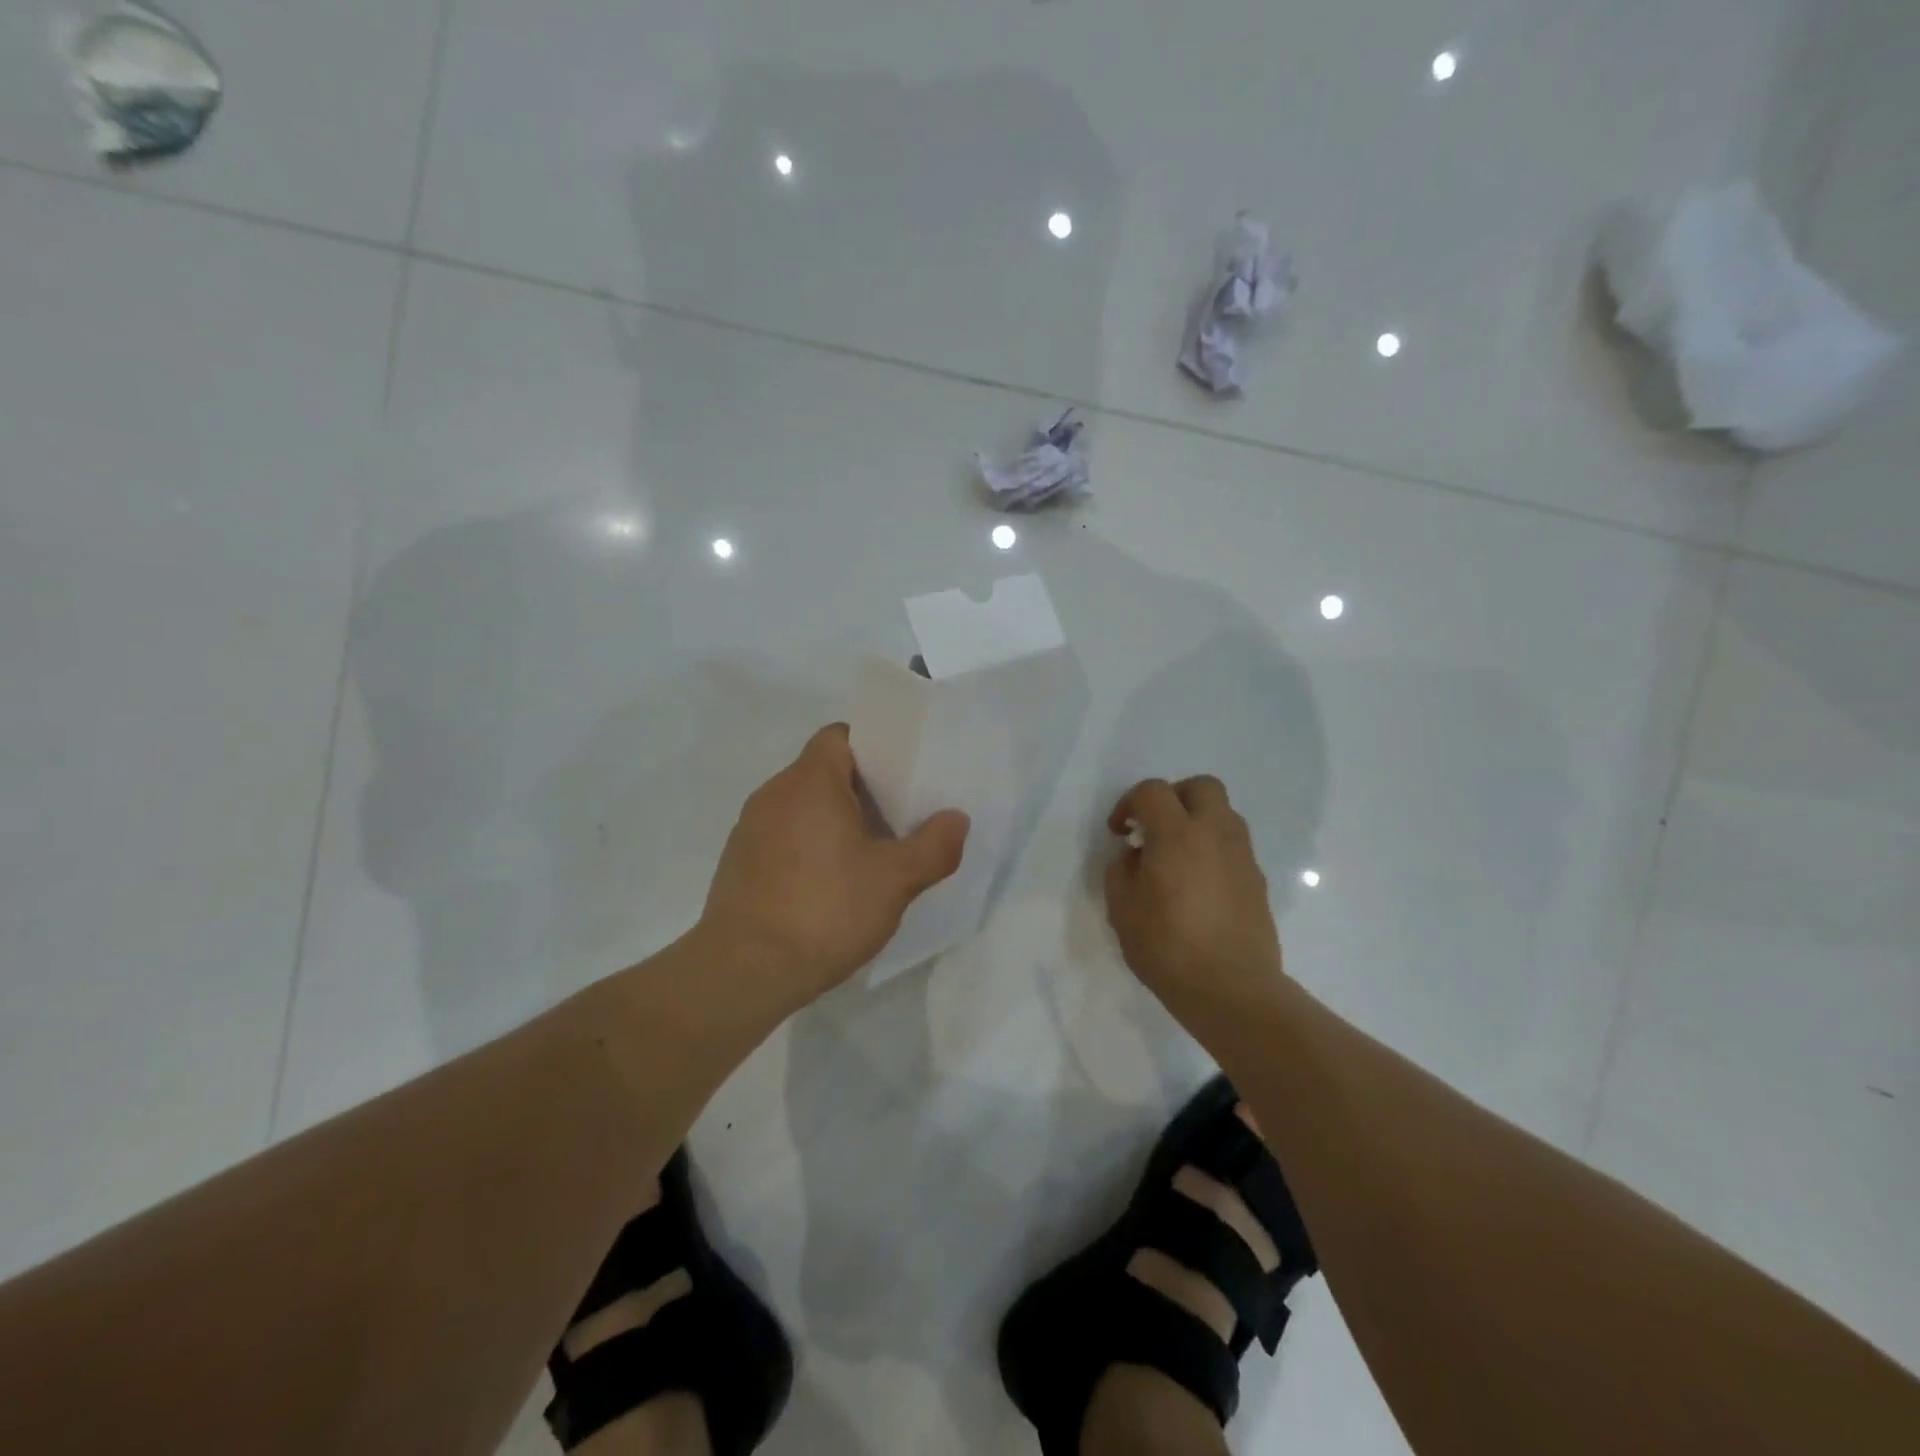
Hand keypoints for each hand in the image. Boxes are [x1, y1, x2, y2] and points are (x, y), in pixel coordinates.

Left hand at [698, 723, 968, 1010]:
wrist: (744, 971)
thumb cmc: (825, 910)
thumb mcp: (895, 881)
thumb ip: (934, 846)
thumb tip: (956, 819)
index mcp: (810, 781)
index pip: (840, 736)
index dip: (872, 750)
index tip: (899, 779)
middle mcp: (774, 793)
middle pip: (823, 771)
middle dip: (861, 791)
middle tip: (896, 821)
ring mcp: (750, 828)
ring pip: (801, 806)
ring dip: (833, 822)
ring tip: (865, 857)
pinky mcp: (738, 862)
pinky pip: (781, 836)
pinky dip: (807, 847)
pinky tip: (827, 887)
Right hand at [1104, 775, 1287, 1021]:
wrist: (1231, 989)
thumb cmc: (1167, 946)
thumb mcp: (1122, 908)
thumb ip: (1121, 870)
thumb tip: (1135, 854)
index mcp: (1176, 834)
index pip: (1153, 791)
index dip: (1130, 804)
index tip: (1120, 832)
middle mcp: (1214, 834)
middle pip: (1201, 786)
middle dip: (1175, 797)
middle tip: (1156, 827)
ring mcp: (1242, 856)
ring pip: (1224, 814)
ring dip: (1198, 822)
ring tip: (1178, 856)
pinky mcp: (1257, 881)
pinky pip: (1234, 847)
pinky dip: (1214, 850)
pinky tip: (1199, 885)